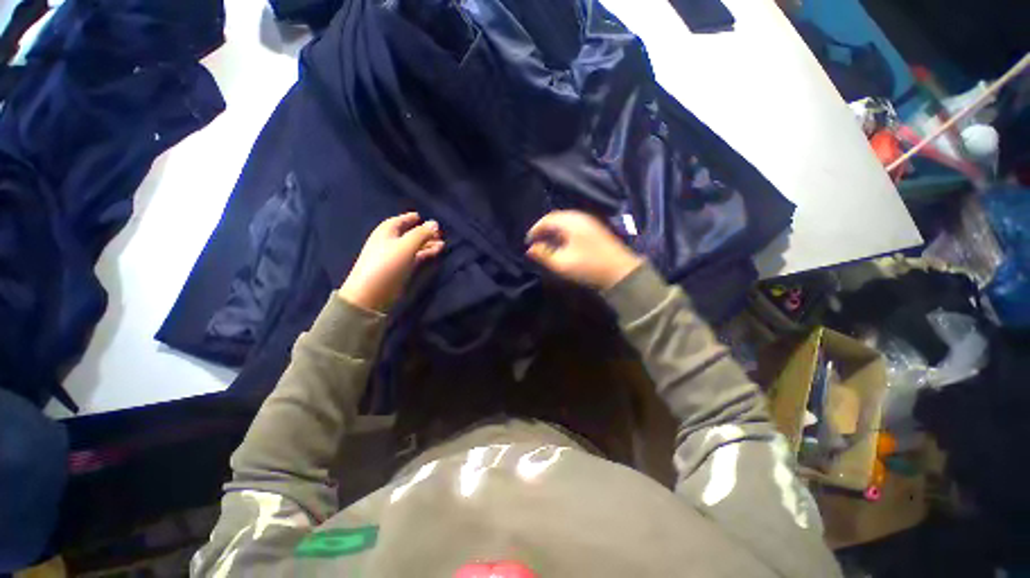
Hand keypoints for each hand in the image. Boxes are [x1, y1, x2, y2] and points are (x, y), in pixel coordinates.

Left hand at [338, 212, 444, 311]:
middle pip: (409, 234)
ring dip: (428, 244)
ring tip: (443, 244)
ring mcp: (396, 256)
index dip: (411, 218)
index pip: (400, 220)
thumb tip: (435, 223)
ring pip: (414, 246)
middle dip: (424, 232)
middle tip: (440, 233)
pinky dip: (426, 253)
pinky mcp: (401, 269)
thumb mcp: (406, 245)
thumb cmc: (387, 264)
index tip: (423, 217)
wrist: (372, 292)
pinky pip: (416, 257)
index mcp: (386, 231)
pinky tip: (436, 253)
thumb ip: (421, 233)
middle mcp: (390, 242)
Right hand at [525, 210, 642, 288]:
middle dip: (544, 229)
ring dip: (554, 231)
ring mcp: (590, 222)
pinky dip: (564, 232)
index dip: (535, 229)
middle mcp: (580, 217)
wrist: (620, 272)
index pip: (547, 219)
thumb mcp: (562, 263)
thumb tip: (530, 249)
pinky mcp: (595, 229)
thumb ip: (544, 254)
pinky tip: (562, 243)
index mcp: (571, 222)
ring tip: (547, 243)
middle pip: (556, 218)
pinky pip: (574, 225)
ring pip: (565, 222)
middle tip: (536, 242)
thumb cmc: (588, 267)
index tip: (527, 242)